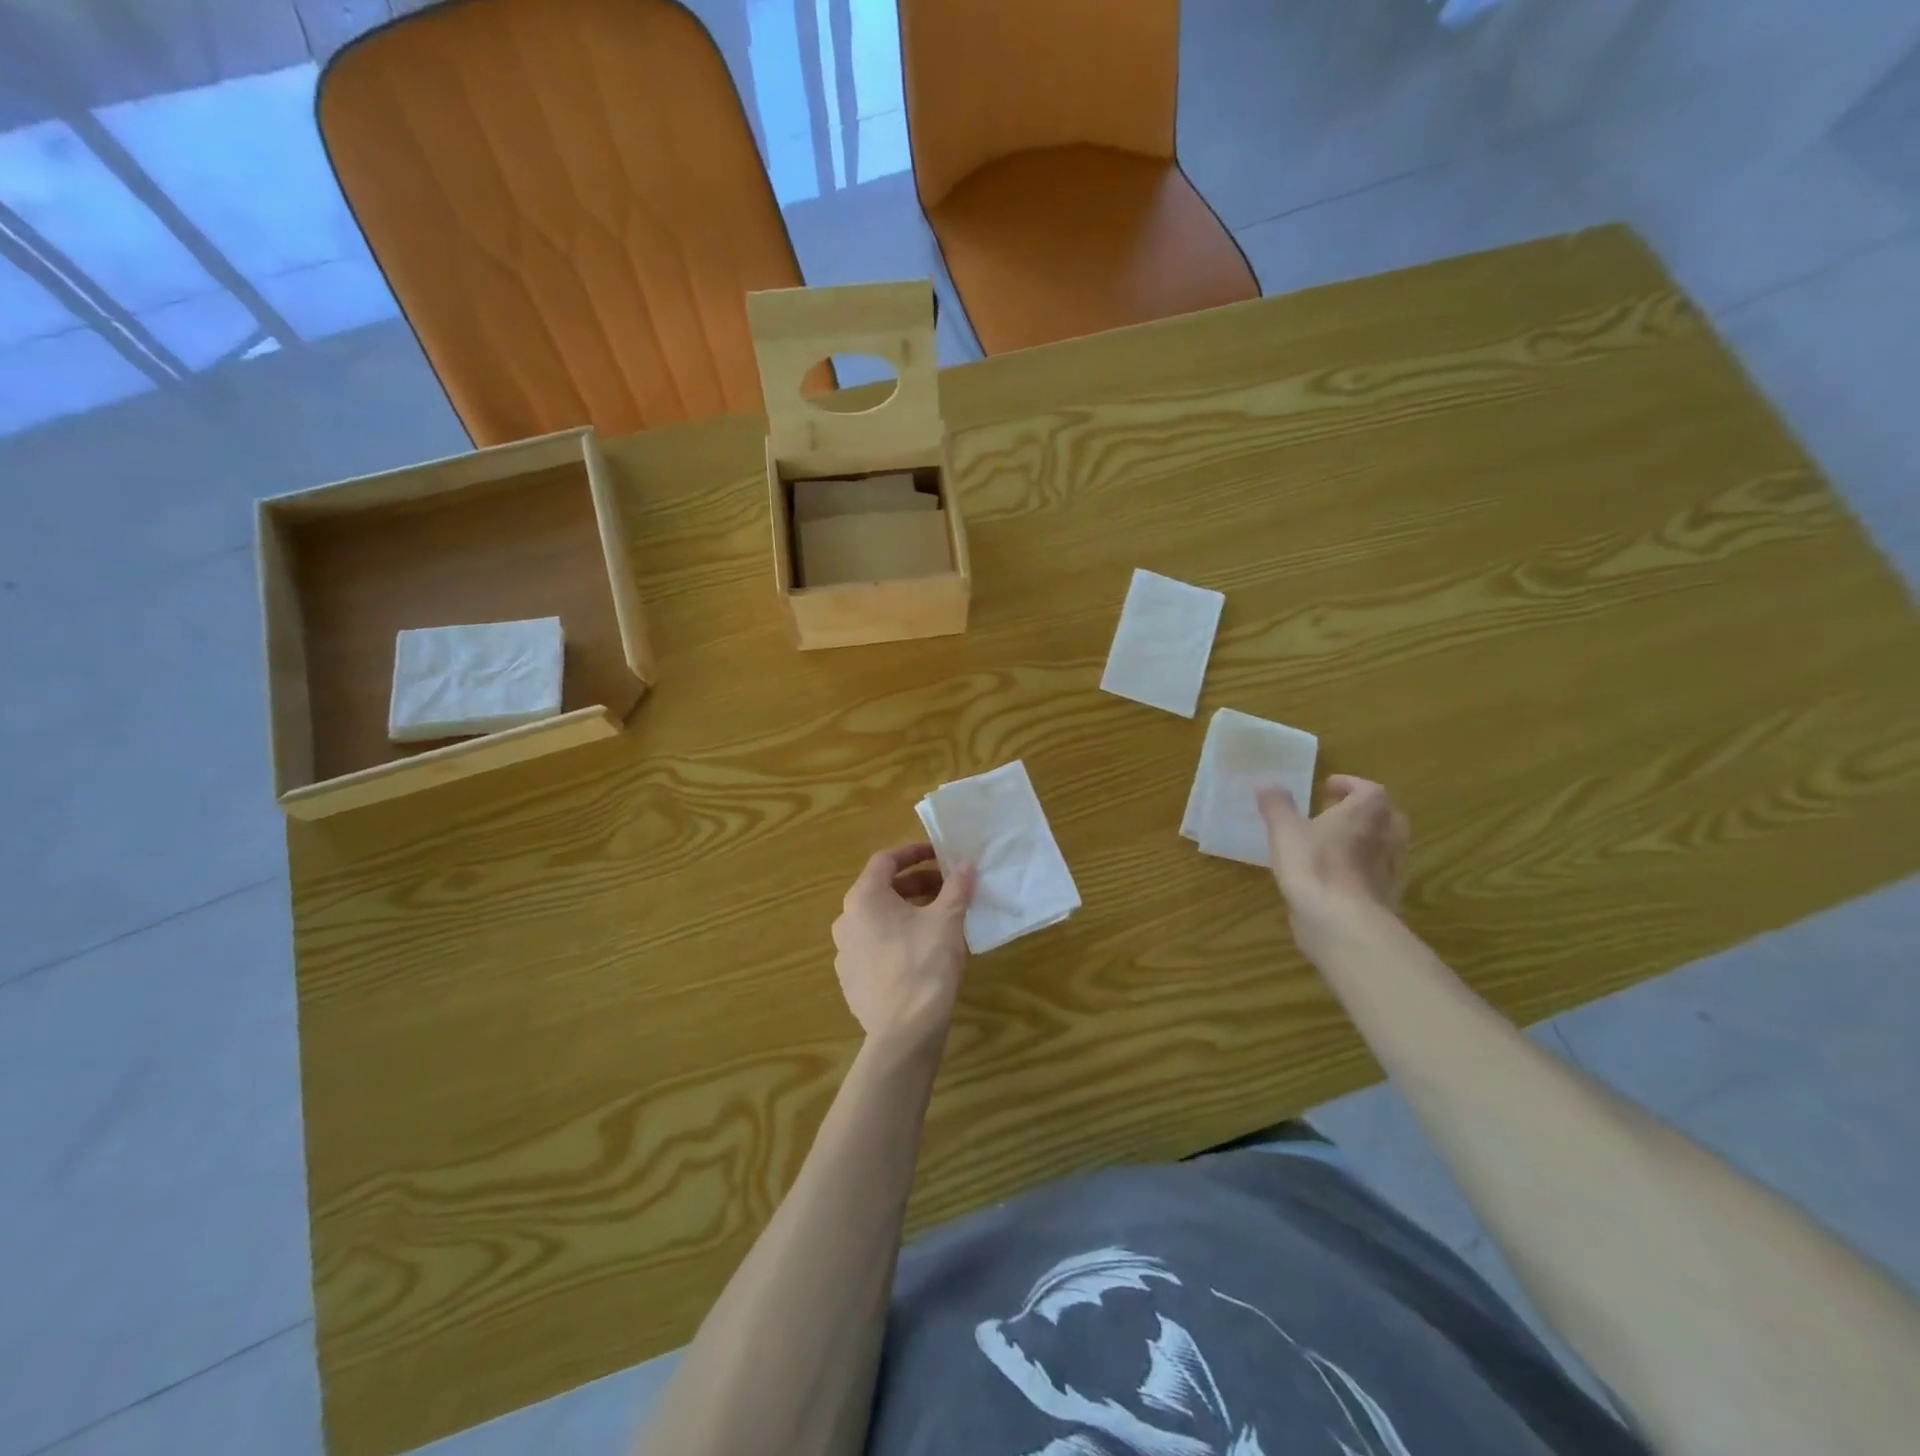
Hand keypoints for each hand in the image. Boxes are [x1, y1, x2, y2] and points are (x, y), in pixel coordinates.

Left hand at [832, 843, 975, 1046]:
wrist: (903, 1032)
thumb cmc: (924, 965)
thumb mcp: (948, 920)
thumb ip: (956, 887)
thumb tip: (966, 864)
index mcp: (864, 898)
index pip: (885, 860)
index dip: (914, 853)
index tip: (939, 854)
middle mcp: (846, 920)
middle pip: (881, 890)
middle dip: (916, 884)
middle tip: (947, 889)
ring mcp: (844, 952)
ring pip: (877, 919)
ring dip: (907, 912)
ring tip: (938, 919)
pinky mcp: (850, 979)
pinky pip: (874, 946)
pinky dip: (896, 938)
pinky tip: (921, 952)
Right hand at [1258, 776, 1408, 960]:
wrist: (1342, 922)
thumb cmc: (1314, 865)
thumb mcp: (1284, 830)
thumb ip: (1276, 805)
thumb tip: (1266, 783)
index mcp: (1366, 813)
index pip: (1369, 789)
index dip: (1349, 784)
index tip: (1327, 786)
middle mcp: (1387, 836)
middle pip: (1386, 816)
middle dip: (1363, 811)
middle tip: (1337, 812)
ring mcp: (1391, 869)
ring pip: (1384, 845)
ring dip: (1364, 839)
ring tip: (1334, 844)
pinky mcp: (1386, 897)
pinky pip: (1377, 873)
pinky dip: (1361, 868)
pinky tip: (1336, 876)